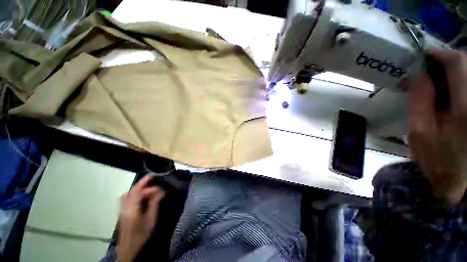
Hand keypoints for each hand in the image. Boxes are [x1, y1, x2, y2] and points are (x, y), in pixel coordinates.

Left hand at [116, 175, 164, 261]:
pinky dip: (135, 195)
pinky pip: (127, 199)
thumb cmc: (141, 235)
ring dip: (139, 190)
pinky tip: (142, 198)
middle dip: (143, 185)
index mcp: (132, 210)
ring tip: (149, 191)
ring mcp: (122, 210)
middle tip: (155, 186)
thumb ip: (154, 204)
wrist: (128, 249)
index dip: (144, 181)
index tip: (153, 176)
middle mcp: (125, 207)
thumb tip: (161, 191)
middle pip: (132, 191)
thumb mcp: (151, 220)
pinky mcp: (122, 212)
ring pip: (129, 194)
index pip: (137, 191)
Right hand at [409, 49, 466, 205]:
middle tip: (426, 73)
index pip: (458, 63)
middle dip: (445, 63)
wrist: (458, 182)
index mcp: (465, 107)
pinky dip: (458, 83)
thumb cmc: (437, 159)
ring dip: (452, 73)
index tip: (421, 57)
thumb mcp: (419, 132)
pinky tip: (447, 94)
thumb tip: (419, 74)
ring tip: (435, 84)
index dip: (439, 54)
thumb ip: (420, 100)